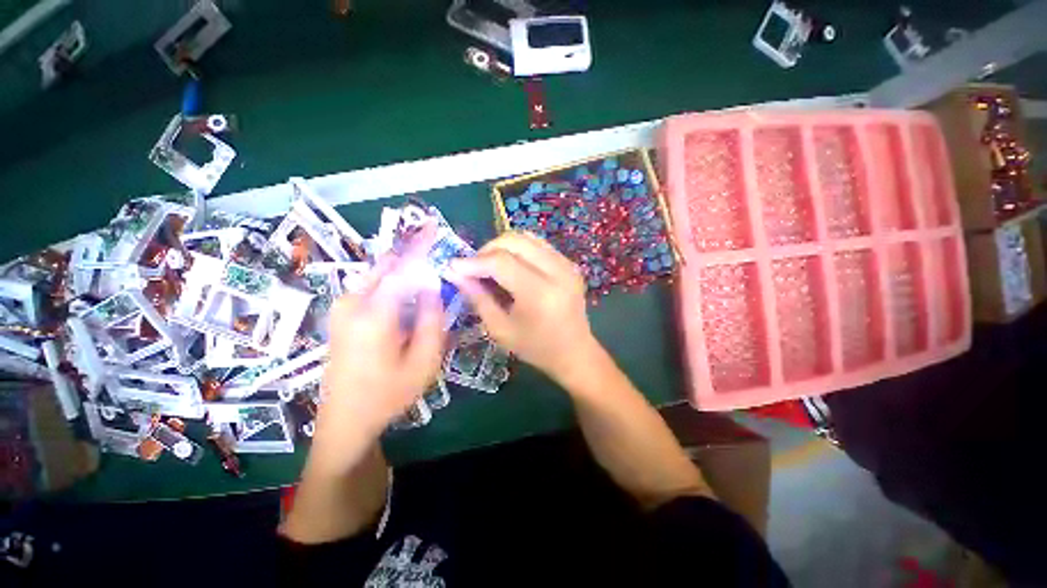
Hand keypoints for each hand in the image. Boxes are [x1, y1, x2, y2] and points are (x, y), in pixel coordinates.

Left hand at [311, 265, 443, 473]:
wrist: (345, 420)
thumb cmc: (389, 393)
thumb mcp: (424, 360)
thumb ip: (432, 318)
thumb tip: (433, 285)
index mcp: (373, 314)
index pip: (401, 267)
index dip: (420, 245)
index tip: (435, 225)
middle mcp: (352, 303)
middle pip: (386, 265)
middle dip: (412, 253)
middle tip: (436, 249)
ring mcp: (342, 308)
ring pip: (378, 273)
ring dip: (403, 267)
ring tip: (427, 270)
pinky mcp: (341, 314)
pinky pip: (371, 285)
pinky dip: (392, 279)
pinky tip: (408, 289)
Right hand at [447, 232, 598, 386]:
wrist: (574, 351)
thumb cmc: (535, 347)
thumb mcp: (500, 329)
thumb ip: (477, 298)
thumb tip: (454, 272)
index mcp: (540, 294)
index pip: (501, 262)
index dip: (474, 261)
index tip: (453, 266)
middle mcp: (557, 271)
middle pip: (514, 240)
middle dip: (487, 249)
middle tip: (474, 267)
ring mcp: (567, 264)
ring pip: (526, 237)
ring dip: (503, 246)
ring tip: (491, 266)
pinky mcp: (570, 263)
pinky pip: (538, 244)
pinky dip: (519, 249)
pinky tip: (512, 266)